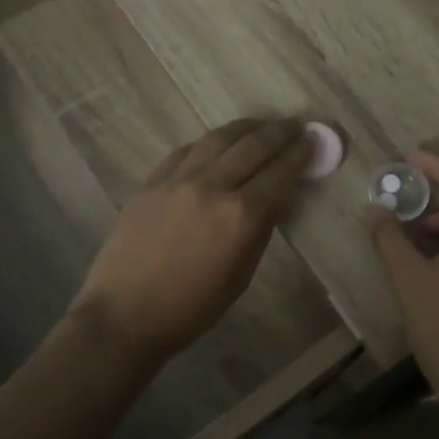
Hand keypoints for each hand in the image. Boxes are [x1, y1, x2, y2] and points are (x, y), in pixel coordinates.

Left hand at [71, 117, 313, 362]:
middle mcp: (212, 186)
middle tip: (296, 124)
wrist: (125, 313)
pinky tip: (219, 142)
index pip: (280, 173)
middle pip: (253, 146)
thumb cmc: (192, 307)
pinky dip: (210, 142)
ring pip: (219, 138)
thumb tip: (278, 199)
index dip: (300, 154)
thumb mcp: (241, 275)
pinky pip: (188, 150)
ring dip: (246, 127)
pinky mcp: (153, 180)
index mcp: (240, 215)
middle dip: (279, 132)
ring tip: (261, 124)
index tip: (313, 140)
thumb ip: (261, 230)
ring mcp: (179, 178)